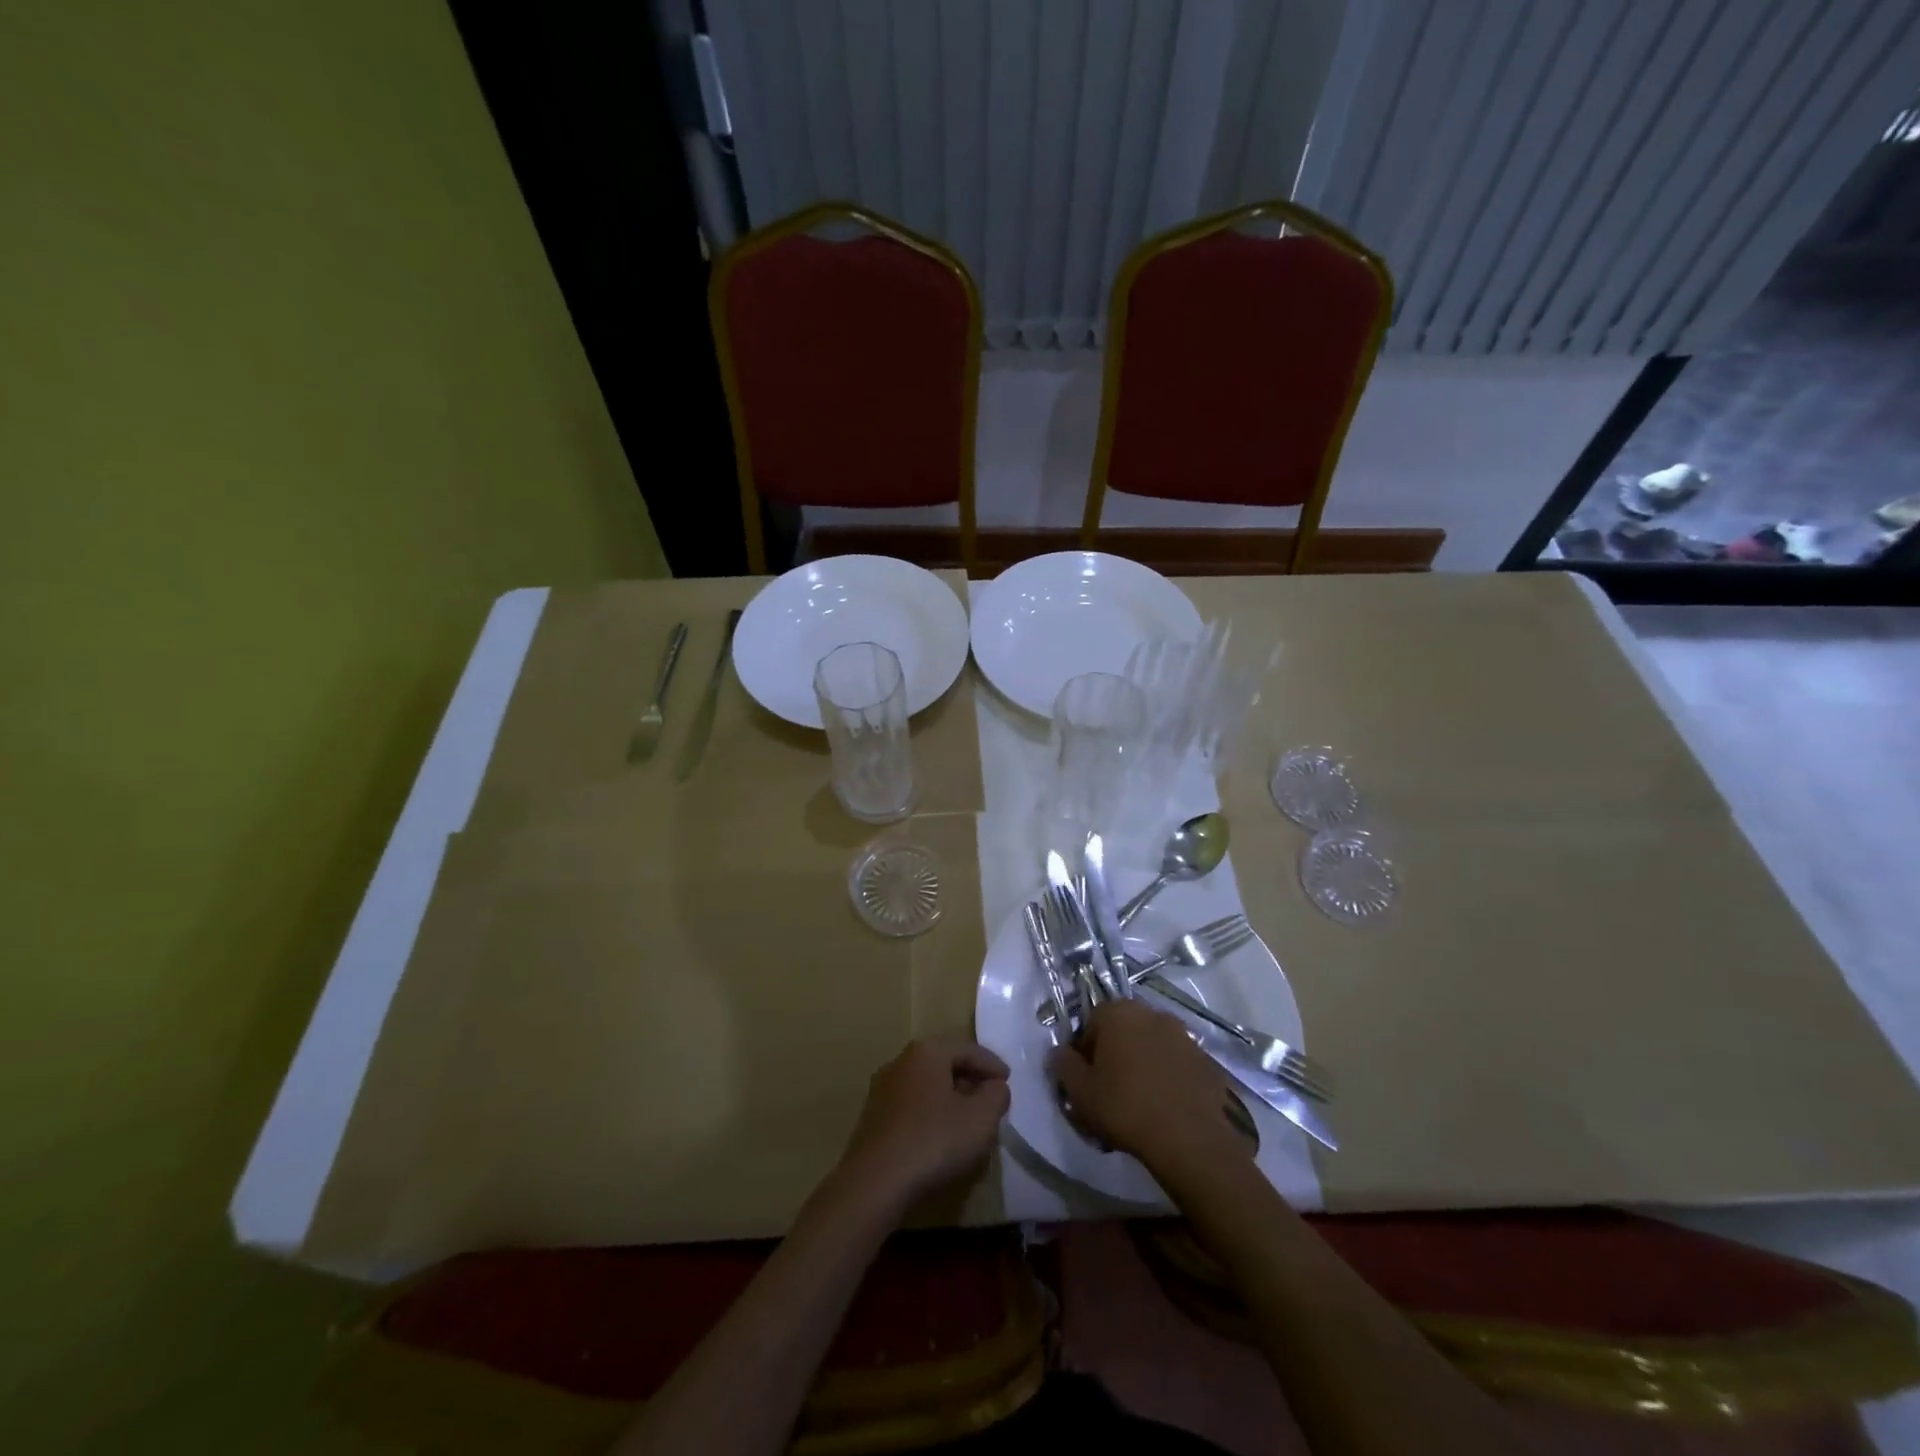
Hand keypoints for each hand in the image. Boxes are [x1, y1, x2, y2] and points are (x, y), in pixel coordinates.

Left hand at [836, 1037, 1010, 1210]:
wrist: (875, 1182)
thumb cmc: (934, 1140)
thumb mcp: (981, 1118)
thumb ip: (996, 1095)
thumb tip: (995, 1087)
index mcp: (927, 1052)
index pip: (968, 1049)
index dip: (993, 1065)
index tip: (1009, 1082)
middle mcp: (901, 1061)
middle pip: (945, 1064)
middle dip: (971, 1080)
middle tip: (991, 1099)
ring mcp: (883, 1089)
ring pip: (927, 1086)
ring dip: (950, 1098)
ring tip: (969, 1120)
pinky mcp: (873, 1117)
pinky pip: (912, 1106)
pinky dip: (931, 1114)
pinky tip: (941, 1136)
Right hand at [1049, 1001, 1250, 1173]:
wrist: (1189, 1138)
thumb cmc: (1125, 1107)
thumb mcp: (1080, 1091)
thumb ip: (1063, 1065)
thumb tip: (1058, 1052)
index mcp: (1118, 1012)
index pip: (1090, 1022)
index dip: (1084, 1052)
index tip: (1085, 1080)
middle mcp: (1151, 1012)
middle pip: (1123, 1030)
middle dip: (1114, 1054)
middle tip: (1110, 1089)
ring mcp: (1183, 1034)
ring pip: (1151, 1045)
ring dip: (1143, 1063)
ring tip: (1139, 1100)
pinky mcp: (1205, 1058)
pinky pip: (1177, 1063)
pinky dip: (1169, 1076)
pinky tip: (1165, 1105)